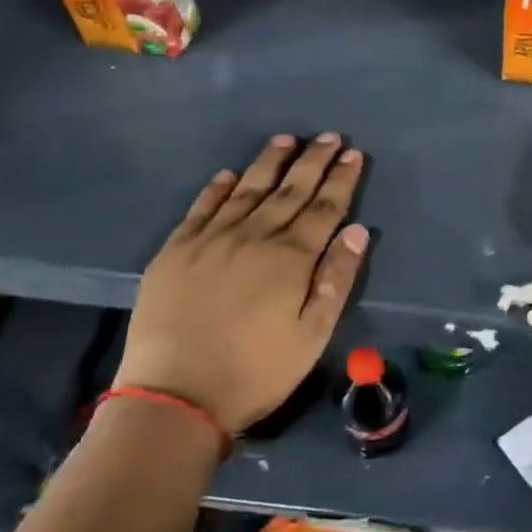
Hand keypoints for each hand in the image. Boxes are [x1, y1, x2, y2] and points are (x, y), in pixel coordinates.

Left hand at [113, 133, 367, 433]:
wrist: (175, 396)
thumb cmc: (257, 370)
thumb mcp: (313, 334)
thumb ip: (336, 278)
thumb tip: (357, 230)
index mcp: (291, 257)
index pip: (324, 208)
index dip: (342, 180)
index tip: (353, 154)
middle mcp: (253, 236)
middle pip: (290, 190)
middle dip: (313, 161)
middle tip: (330, 136)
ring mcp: (210, 240)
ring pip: (247, 189)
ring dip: (269, 162)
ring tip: (286, 139)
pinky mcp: (175, 251)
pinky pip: (201, 208)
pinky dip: (218, 188)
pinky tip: (230, 174)